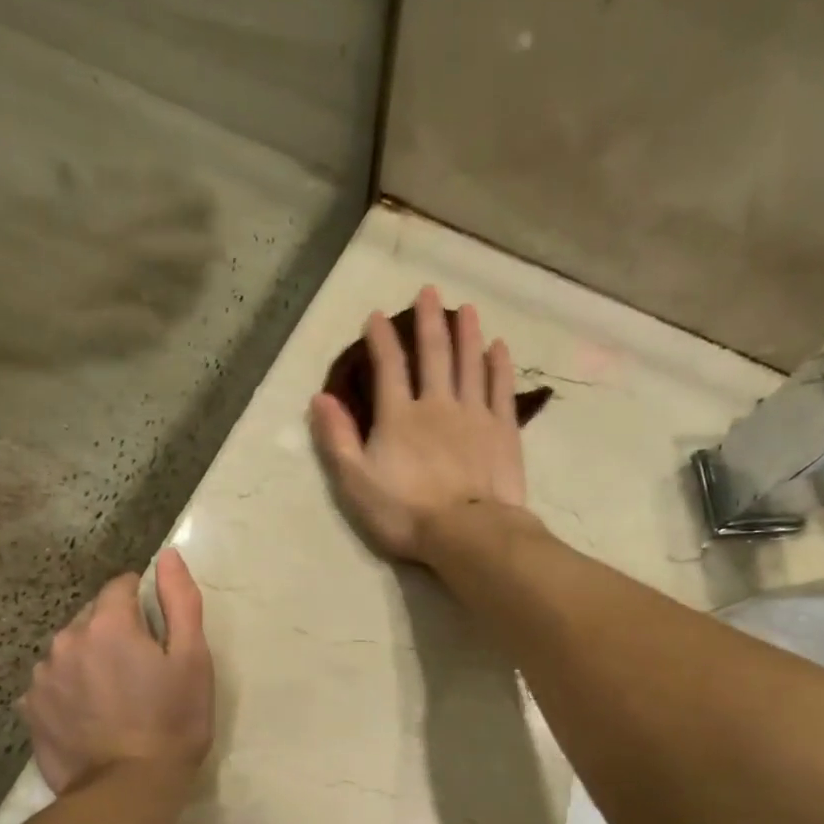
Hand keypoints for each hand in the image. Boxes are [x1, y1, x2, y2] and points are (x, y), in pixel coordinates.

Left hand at [22, 549, 213, 794]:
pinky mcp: (30, 710)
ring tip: (113, 696)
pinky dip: (69, 689)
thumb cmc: (173, 721)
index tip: (157, 632)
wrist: (128, 791)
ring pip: (70, 650)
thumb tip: (167, 555)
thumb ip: (180, 601)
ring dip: (89, 660)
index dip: (142, 602)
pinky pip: (52, 683)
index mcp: (107, 624)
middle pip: (92, 619)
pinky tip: (89, 715)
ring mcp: (43, 677)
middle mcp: (66, 640)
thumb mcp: (193, 659)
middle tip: (140, 670)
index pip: (120, 587)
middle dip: (114, 632)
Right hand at [308, 285, 526, 562]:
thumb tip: (320, 398)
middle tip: (429, 291)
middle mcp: (437, 404)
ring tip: (465, 308)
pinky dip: (499, 365)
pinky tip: (498, 347)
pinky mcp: (503, 430)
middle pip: (434, 354)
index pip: (388, 367)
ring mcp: (474, 414)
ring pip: (470, 363)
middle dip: (428, 321)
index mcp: (399, 417)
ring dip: (466, 333)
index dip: (381, 340)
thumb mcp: (356, 483)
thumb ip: (337, 440)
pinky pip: (501, 388)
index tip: (376, 316)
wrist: (467, 532)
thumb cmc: (405, 513)